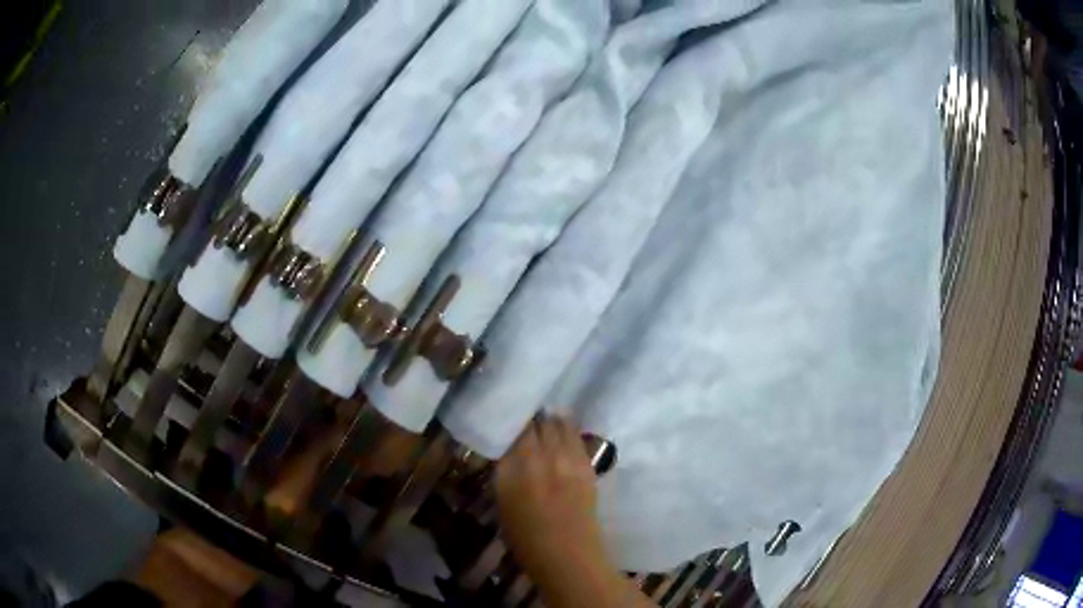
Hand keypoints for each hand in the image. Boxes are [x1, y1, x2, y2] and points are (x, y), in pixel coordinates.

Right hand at [495, 416, 603, 574]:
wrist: (568, 556)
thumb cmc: (526, 539)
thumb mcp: (503, 503)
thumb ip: (506, 473)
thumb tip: (509, 452)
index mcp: (514, 469)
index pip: (515, 432)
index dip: (513, 424)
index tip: (510, 423)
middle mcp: (541, 458)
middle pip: (538, 423)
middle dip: (532, 420)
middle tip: (527, 422)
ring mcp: (568, 460)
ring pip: (559, 424)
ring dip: (551, 422)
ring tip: (545, 423)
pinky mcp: (587, 466)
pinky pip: (577, 438)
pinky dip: (568, 431)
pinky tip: (564, 432)